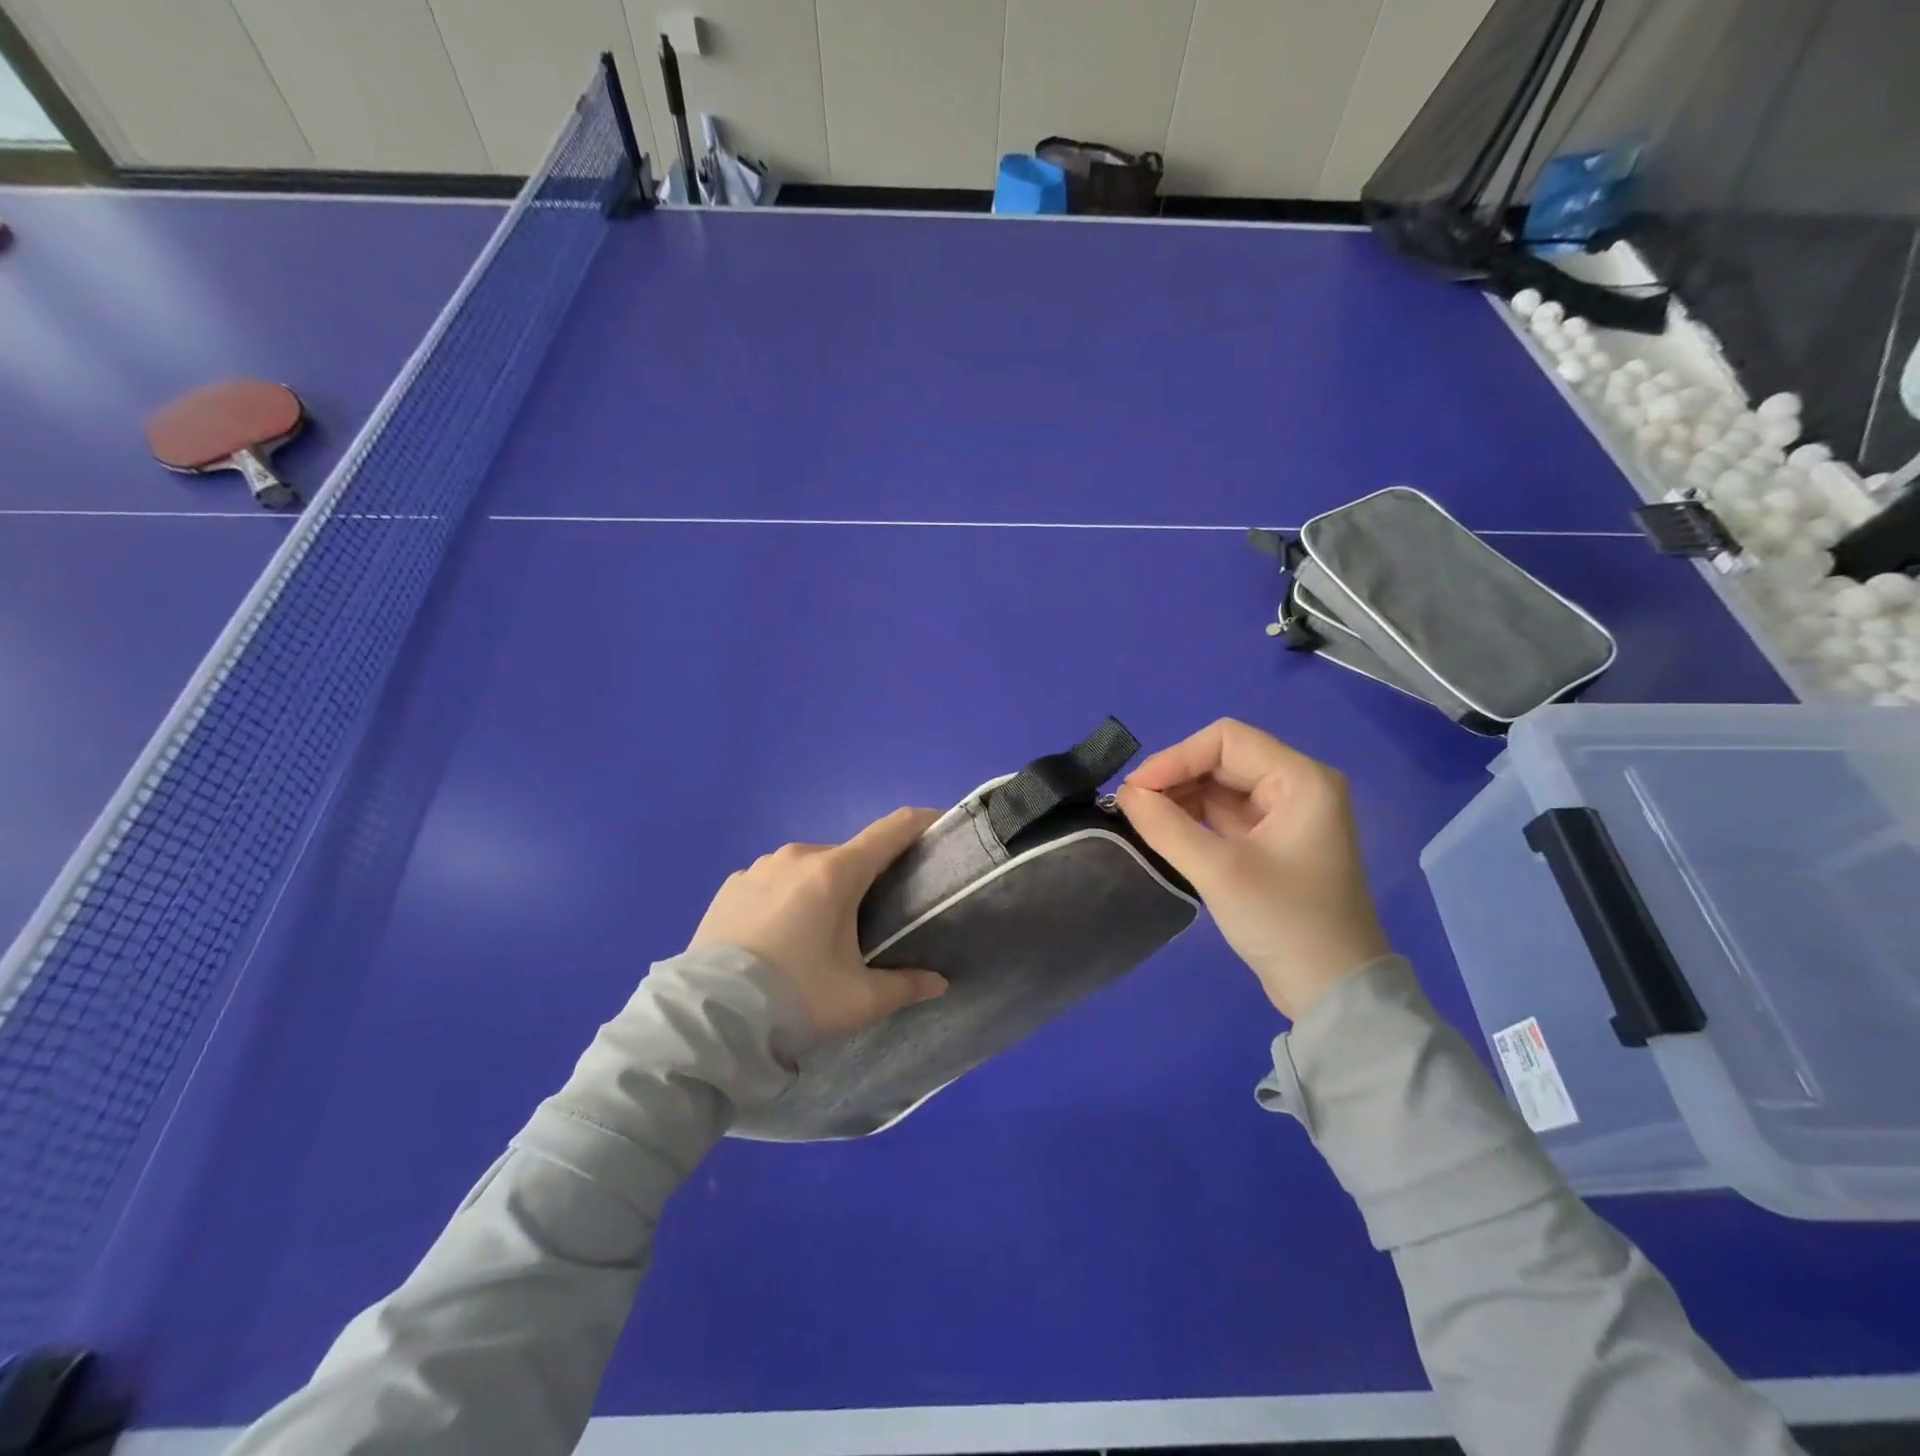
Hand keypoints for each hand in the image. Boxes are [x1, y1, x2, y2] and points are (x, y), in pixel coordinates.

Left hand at [689, 807, 949, 1036]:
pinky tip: (778, 936)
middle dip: (868, 878)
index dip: (921, 822)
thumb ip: (906, 986)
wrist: (707, 1020)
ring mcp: (759, 867)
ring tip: (819, 934)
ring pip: (809, 868)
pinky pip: (773, 881)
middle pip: (849, 856)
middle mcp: (798, 856)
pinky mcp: (730, 886)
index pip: (891, 830)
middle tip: (874, 918)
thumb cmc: (794, 999)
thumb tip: (940, 983)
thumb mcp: (858, 1000)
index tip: (940, 826)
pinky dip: (787, 897)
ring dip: (823, 889)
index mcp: (836, 872)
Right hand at [1116, 719, 1388, 1018]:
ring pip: (1219, 787)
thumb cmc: (1284, 922)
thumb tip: (1124, 793)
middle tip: (1131, 806)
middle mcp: (1296, 787)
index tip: (1135, 790)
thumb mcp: (1219, 871)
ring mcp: (1285, 815)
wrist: (1331, 992)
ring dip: (1179, 798)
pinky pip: (1224, 815)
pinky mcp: (1272, 843)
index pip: (1226, 740)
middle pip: (1222, 760)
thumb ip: (1166, 826)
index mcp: (1300, 780)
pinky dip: (1192, 819)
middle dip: (1174, 778)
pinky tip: (1162, 832)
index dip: (1175, 757)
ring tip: (1141, 820)